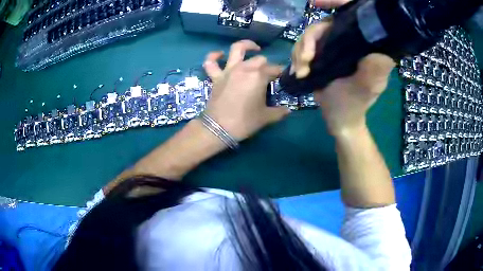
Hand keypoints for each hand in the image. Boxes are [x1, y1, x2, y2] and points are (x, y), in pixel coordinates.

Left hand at [202, 40, 289, 140]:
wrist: (218, 129)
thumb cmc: (244, 122)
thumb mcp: (265, 118)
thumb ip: (279, 112)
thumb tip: (288, 110)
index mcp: (259, 76)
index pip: (274, 69)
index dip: (281, 73)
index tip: (284, 78)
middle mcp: (244, 68)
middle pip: (260, 60)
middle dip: (267, 65)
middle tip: (269, 75)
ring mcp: (228, 70)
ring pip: (237, 49)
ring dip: (247, 46)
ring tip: (254, 48)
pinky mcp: (216, 76)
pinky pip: (211, 62)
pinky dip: (214, 56)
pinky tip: (220, 54)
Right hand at [291, 0, 394, 136]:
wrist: (339, 119)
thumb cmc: (355, 104)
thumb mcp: (366, 89)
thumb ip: (373, 71)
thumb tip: (377, 51)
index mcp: (364, 45)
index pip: (352, 15)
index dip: (336, 2)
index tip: (315, 2)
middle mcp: (349, 40)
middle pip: (324, 24)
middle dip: (310, 40)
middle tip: (305, 60)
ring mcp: (333, 46)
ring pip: (310, 35)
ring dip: (301, 51)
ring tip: (301, 71)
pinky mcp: (321, 54)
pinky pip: (303, 47)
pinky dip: (297, 57)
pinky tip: (298, 71)